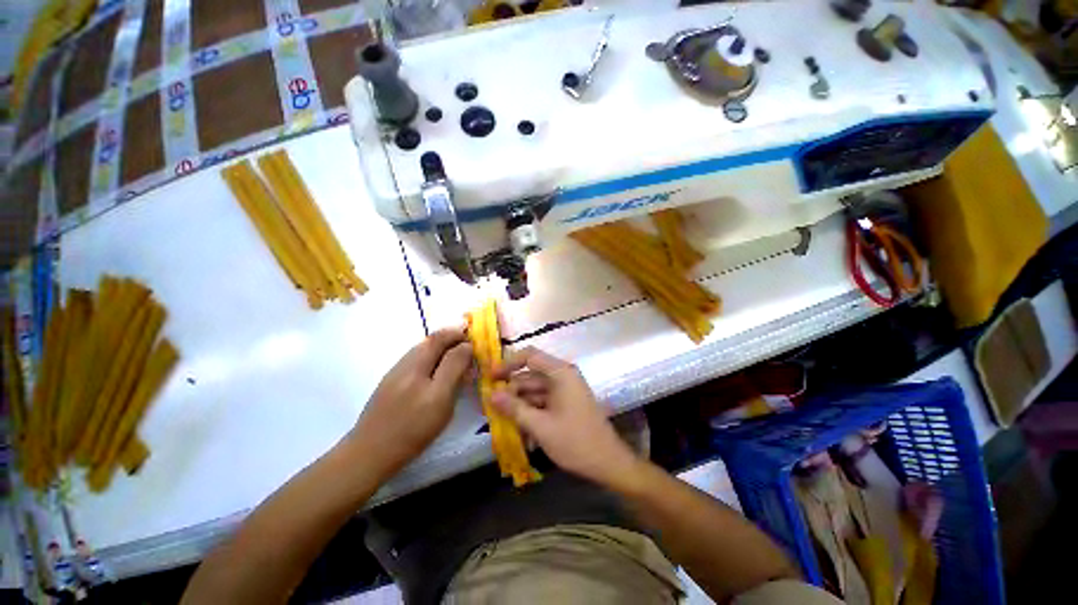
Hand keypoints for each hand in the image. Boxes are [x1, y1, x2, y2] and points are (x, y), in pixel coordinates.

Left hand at [348, 328, 472, 478]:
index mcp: (417, 362)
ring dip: (441, 349)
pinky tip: (436, 374)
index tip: (474, 338)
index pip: (440, 337)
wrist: (369, 454)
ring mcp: (395, 375)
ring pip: (422, 352)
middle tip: (468, 347)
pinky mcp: (390, 387)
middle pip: (429, 342)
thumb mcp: (440, 396)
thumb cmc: (412, 427)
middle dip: (450, 339)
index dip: (458, 333)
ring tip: (456, 359)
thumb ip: (454, 367)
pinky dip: (431, 361)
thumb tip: (466, 346)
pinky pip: (416, 364)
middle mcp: (405, 362)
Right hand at [492, 347, 637, 486]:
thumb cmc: (575, 441)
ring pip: (535, 391)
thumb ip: (514, 408)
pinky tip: (523, 434)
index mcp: (560, 373)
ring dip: (520, 406)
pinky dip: (532, 414)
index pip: (530, 356)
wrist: (608, 463)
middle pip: (530, 376)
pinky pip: (543, 402)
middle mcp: (563, 376)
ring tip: (504, 424)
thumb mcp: (540, 426)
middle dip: (511, 392)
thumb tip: (491, 394)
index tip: (491, 377)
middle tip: (491, 408)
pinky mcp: (566, 403)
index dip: (508, 363)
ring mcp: (566, 390)